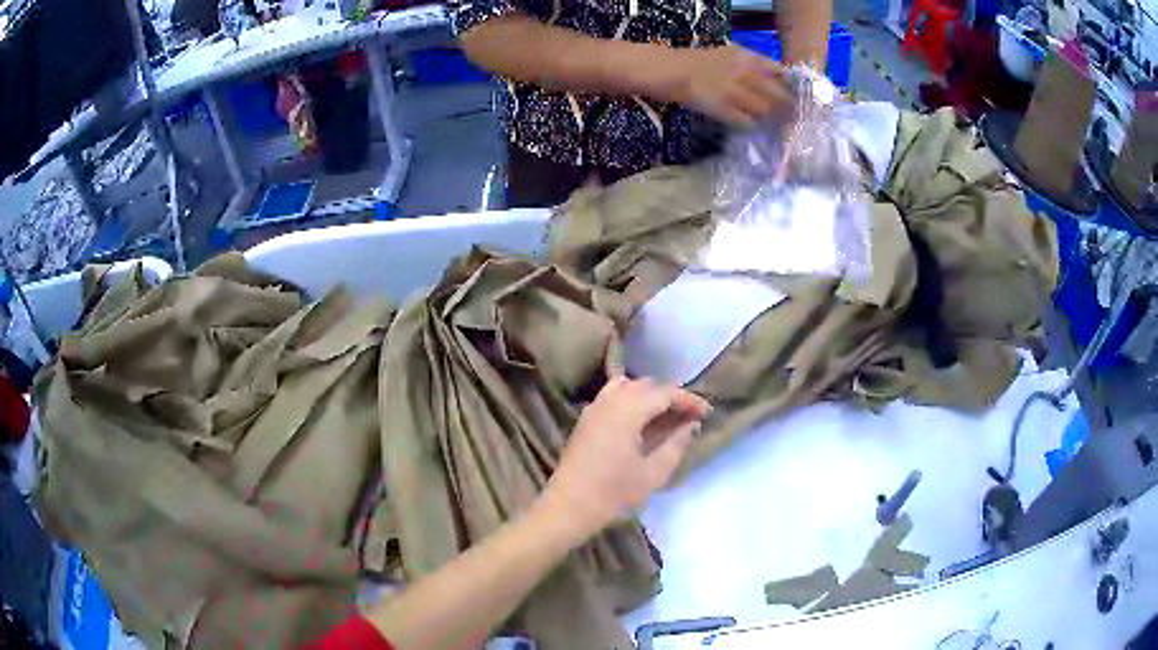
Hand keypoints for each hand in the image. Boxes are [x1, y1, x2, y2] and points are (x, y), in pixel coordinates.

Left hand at [541, 378, 710, 537]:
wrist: (568, 507)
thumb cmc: (613, 493)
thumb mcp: (653, 473)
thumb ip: (676, 444)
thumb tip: (690, 425)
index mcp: (627, 411)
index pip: (665, 393)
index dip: (688, 400)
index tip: (706, 413)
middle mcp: (609, 401)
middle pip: (647, 386)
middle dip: (671, 397)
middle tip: (690, 417)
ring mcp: (594, 407)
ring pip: (628, 387)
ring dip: (650, 396)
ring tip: (667, 417)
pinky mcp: (586, 419)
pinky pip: (612, 396)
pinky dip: (631, 400)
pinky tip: (641, 422)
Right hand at [667, 45, 794, 126]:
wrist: (674, 71)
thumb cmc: (703, 63)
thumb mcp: (732, 54)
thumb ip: (754, 64)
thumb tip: (779, 80)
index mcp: (749, 58)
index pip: (781, 73)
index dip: (789, 87)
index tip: (792, 96)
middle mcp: (745, 74)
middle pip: (779, 95)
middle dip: (787, 109)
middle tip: (789, 118)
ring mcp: (735, 92)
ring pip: (766, 111)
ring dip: (772, 120)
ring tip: (772, 125)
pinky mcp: (724, 109)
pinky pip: (747, 122)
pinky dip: (752, 125)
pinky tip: (751, 125)